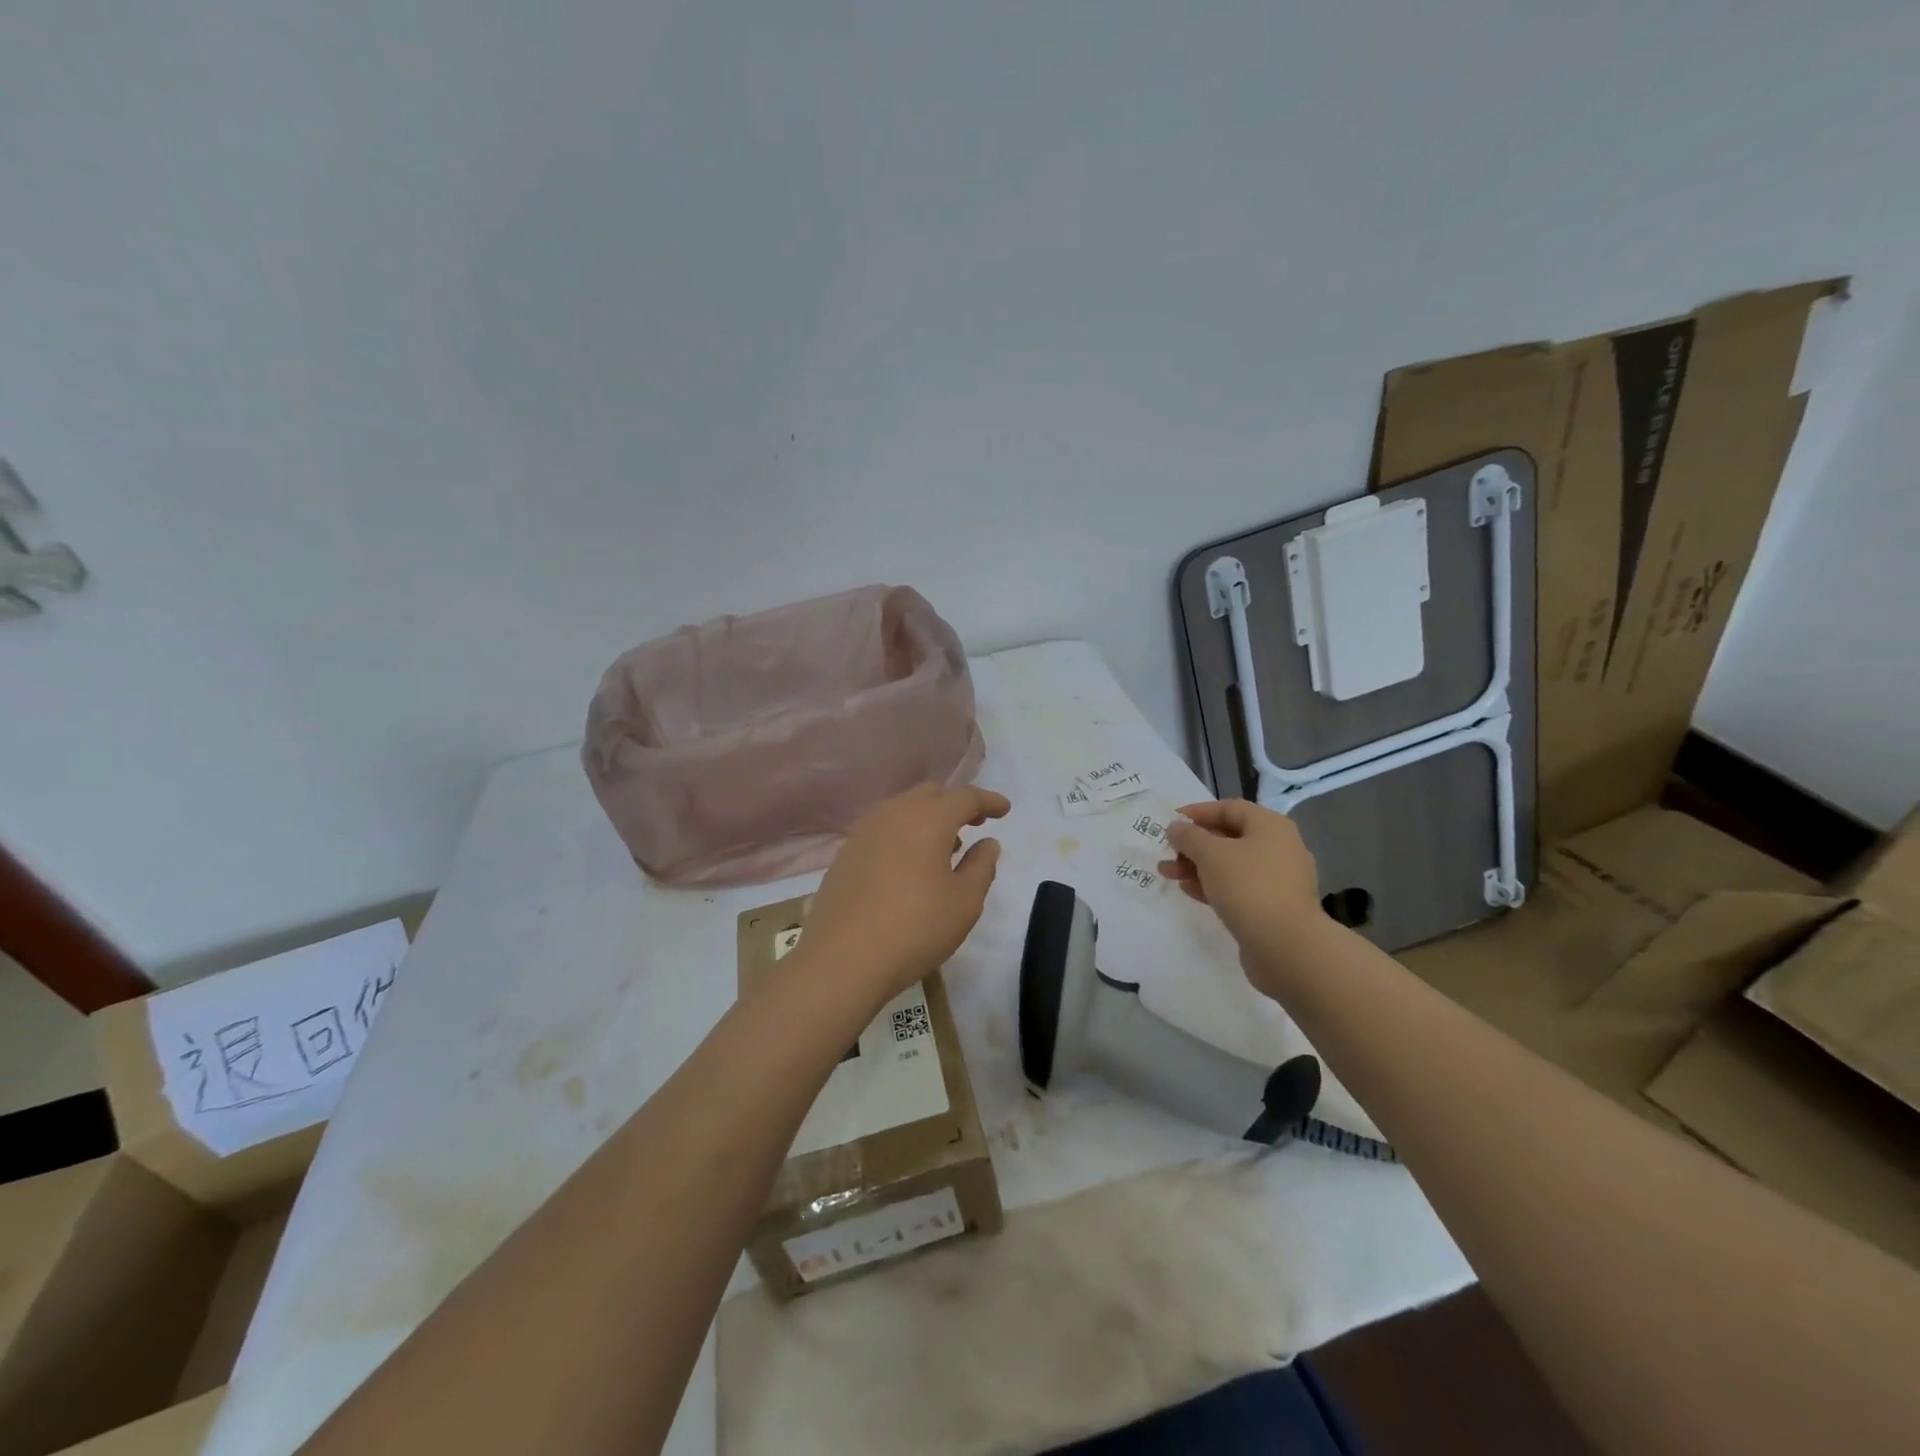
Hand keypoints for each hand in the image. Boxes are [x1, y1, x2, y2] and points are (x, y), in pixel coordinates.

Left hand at [797, 783, 1010, 1008]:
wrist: (842, 959)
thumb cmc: (915, 928)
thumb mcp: (964, 902)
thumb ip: (981, 866)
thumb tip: (988, 843)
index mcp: (928, 819)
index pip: (965, 797)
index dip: (988, 800)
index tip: (1004, 810)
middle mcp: (893, 813)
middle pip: (930, 794)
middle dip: (956, 804)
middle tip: (975, 823)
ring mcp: (863, 832)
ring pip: (903, 809)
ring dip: (928, 818)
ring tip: (944, 847)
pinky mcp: (845, 854)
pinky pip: (882, 829)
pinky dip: (903, 834)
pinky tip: (909, 864)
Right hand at [1159, 800, 1322, 987]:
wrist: (1287, 947)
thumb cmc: (1248, 887)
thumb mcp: (1211, 854)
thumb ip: (1189, 836)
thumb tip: (1176, 828)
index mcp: (1270, 826)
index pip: (1229, 808)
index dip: (1197, 812)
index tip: (1171, 822)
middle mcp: (1278, 848)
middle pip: (1229, 837)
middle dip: (1193, 844)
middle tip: (1166, 851)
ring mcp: (1277, 880)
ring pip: (1230, 865)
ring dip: (1197, 866)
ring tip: (1167, 873)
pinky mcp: (1271, 907)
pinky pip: (1237, 888)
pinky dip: (1212, 885)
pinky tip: (1187, 890)